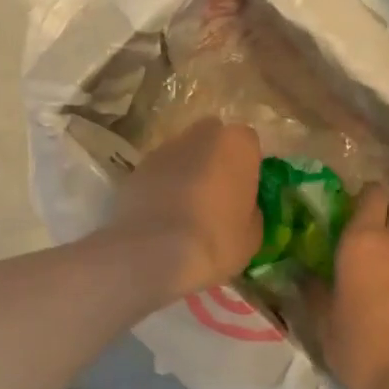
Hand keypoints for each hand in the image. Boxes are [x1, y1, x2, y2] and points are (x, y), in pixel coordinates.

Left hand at [106, 119, 262, 300]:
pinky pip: (157, 175)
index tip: (244, 191)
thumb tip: (241, 207)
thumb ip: (250, 209)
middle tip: (215, 196)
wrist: (154, 252)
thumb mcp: (252, 234)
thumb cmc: (216, 241)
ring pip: (181, 155)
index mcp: (236, 143)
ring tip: (183, 212)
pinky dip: (160, 188)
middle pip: (211, 140)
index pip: (248, 143)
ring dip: (185, 173)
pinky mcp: (136, 169)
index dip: (246, 166)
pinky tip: (160, 218)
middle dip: (214, 160)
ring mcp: (163, 150)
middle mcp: (199, 136)